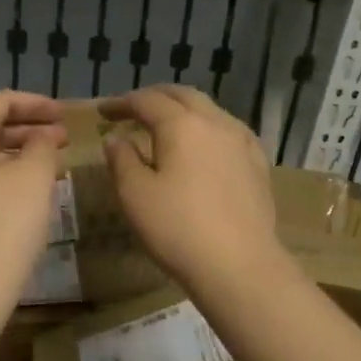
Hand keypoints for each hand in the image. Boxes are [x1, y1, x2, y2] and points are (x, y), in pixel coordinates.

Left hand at [0, 91, 67, 296]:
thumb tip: (43, 137)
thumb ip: (43, 145)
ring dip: (20, 153)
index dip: (35, 103)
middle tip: (63, 139)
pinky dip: (6, 175)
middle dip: (29, 129)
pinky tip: (32, 190)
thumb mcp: (35, 175)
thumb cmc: (6, 220)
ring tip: (53, 163)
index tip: (64, 115)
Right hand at [100, 86, 283, 290]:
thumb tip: (117, 139)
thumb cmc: (178, 228)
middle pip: (183, 96)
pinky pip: (230, 132)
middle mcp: (215, 122)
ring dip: (184, 110)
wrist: (239, 264)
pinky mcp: (258, 164)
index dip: (122, 103)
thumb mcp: (134, 194)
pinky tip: (206, 145)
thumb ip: (121, 160)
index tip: (103, 112)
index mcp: (181, 125)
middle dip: (155, 98)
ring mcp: (242, 142)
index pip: (147, 101)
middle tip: (133, 109)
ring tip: (167, 125)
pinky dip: (208, 129)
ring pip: (210, 110)